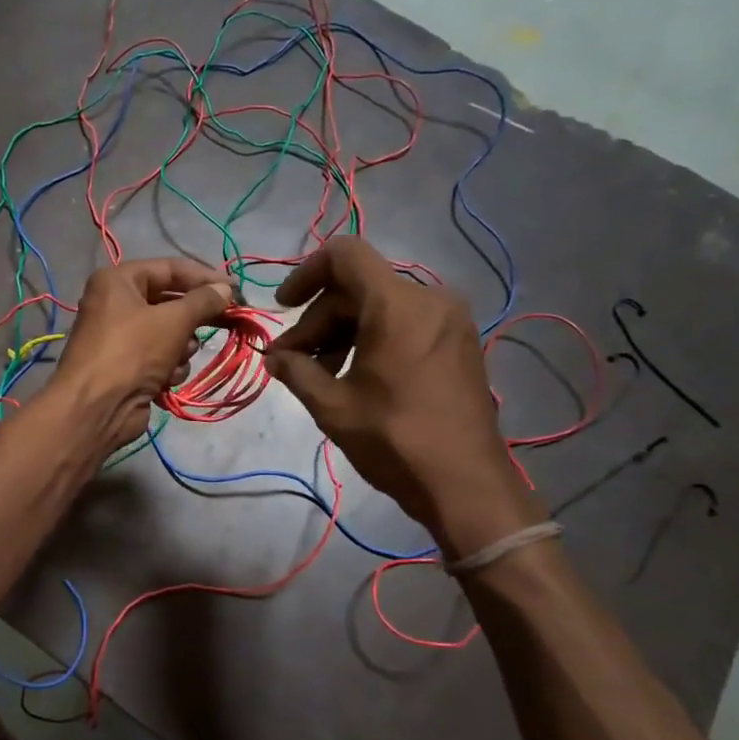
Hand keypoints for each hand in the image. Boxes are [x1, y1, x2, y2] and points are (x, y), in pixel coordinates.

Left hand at [53, 257, 234, 452]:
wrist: (96, 408)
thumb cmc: (132, 352)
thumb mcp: (173, 320)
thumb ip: (203, 301)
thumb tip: (226, 289)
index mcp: (118, 281)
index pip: (170, 269)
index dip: (205, 277)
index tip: (236, 289)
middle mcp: (116, 304)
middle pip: (169, 302)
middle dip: (195, 317)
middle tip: (229, 321)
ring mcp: (120, 338)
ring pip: (169, 333)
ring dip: (181, 347)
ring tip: (180, 357)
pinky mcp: (127, 367)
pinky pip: (159, 358)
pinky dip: (168, 367)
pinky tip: (167, 379)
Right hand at [264, 236, 541, 558]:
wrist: (465, 484)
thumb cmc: (395, 441)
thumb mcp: (333, 407)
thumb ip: (296, 371)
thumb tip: (273, 357)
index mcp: (397, 305)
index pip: (343, 255)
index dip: (305, 274)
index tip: (284, 308)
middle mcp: (429, 298)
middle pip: (358, 286)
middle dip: (319, 318)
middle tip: (292, 361)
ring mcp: (450, 319)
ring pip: (380, 305)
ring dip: (343, 330)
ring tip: (321, 374)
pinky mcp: (459, 340)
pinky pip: (405, 321)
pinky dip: (373, 337)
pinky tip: (356, 374)